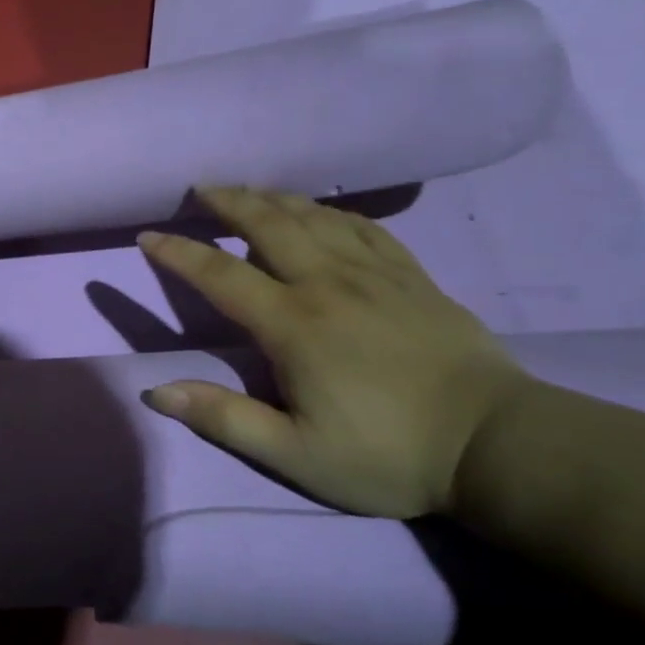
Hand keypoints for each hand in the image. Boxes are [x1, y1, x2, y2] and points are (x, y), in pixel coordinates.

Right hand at [137, 187, 530, 517]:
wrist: (496, 445)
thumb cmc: (386, 454)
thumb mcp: (294, 454)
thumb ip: (223, 418)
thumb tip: (156, 391)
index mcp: (293, 324)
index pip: (220, 275)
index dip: (179, 253)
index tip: (148, 236)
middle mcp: (328, 284)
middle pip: (269, 224)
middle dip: (229, 201)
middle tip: (201, 189)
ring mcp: (376, 274)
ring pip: (315, 217)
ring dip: (274, 198)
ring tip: (250, 192)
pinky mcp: (412, 277)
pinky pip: (364, 227)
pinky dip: (331, 211)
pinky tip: (322, 212)